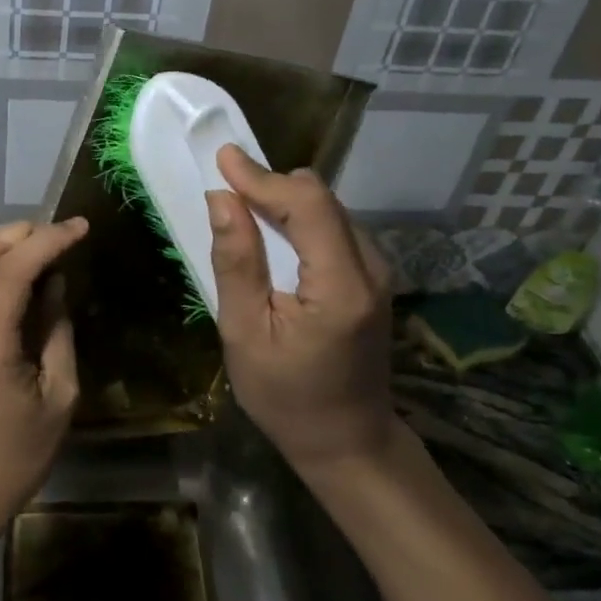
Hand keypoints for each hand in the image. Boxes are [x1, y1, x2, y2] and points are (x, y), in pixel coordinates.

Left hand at [0, 218, 87, 537]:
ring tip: (49, 254)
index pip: (13, 268)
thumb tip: (56, 286)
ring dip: (9, 248)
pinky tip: (26, 288)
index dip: (49, 238)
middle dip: (23, 230)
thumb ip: (58, 334)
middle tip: (62, 234)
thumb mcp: (58, 399)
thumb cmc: (15, 458)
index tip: (81, 227)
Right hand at [205, 146, 397, 473]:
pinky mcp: (374, 278)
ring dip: (285, 201)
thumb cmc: (286, 398)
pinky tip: (274, 235)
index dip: (262, 176)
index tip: (222, 158)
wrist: (348, 442)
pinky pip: (335, 227)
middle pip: (322, 199)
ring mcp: (379, 272)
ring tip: (244, 208)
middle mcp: (371, 268)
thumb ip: (236, 263)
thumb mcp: (245, 335)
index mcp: (340, 286)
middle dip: (272, 185)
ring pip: (330, 208)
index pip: (307, 205)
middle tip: (227, 186)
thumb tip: (222, 199)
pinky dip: (301, 219)